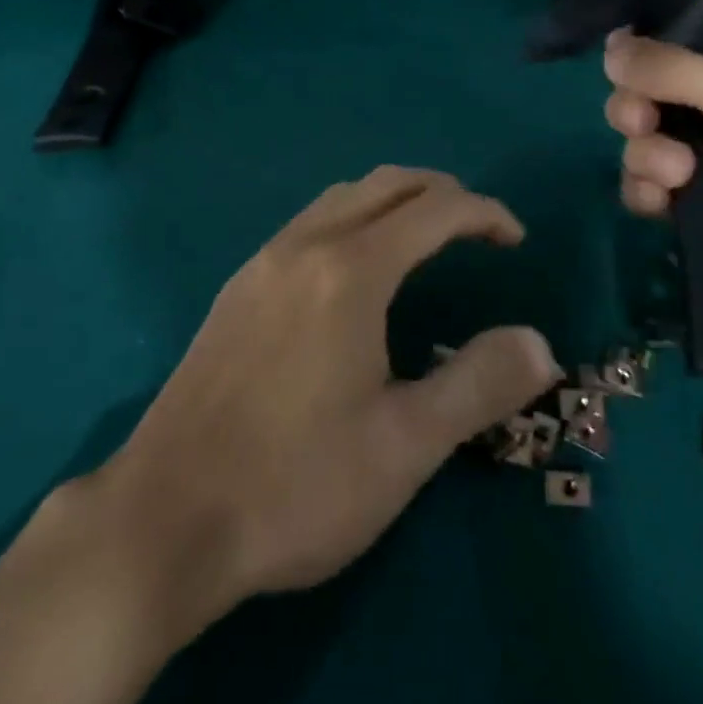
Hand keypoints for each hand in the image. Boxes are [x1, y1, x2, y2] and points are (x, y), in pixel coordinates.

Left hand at [94, 166, 559, 629]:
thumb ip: (479, 385)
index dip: (485, 214)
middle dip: (442, 193)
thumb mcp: (405, 446)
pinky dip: (353, 218)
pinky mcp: (236, 289)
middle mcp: (304, 247)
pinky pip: (309, 223)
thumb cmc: (295, 485)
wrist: (163, 519)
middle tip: (478, 229)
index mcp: (350, 271)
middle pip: (386, 184)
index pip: (435, 210)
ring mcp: (262, 264)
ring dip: (393, 200)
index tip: (516, 241)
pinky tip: (357, 270)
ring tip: (426, 238)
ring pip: (341, 197)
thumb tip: (539, 344)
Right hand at [603, 32, 702, 324]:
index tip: (628, 73)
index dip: (644, 62)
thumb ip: (670, 66)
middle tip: (642, 123)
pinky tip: (661, 203)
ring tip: (676, 175)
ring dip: (645, 156)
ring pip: (645, 147)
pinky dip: (647, 193)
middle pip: (651, 100)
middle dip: (635, 110)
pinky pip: (652, 193)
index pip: (677, 52)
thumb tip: (609, 43)